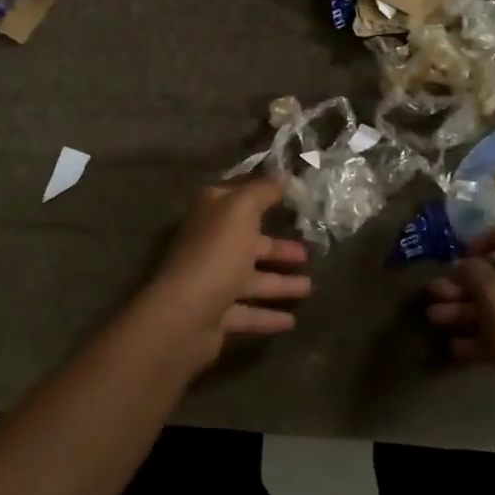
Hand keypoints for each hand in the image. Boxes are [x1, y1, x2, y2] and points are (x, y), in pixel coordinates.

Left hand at [130, 178, 310, 371]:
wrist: (184, 315)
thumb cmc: (216, 254)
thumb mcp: (241, 210)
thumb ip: (263, 190)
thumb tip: (282, 173)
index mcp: (211, 214)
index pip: (240, 196)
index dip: (264, 194)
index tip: (293, 196)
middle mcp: (209, 244)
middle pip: (249, 242)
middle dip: (279, 248)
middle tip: (308, 253)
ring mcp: (211, 281)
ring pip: (251, 279)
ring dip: (280, 283)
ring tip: (310, 288)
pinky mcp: (215, 315)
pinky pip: (248, 313)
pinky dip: (268, 316)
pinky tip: (292, 321)